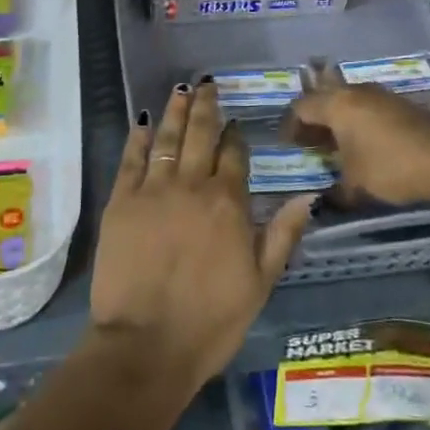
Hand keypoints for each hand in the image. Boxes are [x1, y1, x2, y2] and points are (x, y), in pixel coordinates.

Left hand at [91, 82, 313, 390]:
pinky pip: (131, 159)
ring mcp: (153, 190)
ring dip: (176, 112)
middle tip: (207, 84)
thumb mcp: (260, 282)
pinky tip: (143, 122)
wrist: (146, 345)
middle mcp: (192, 185)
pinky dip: (138, 138)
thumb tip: (308, 195)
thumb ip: (284, 233)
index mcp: (228, 202)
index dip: (236, 137)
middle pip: (201, 135)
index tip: (235, 124)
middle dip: (206, 108)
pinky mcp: (121, 201)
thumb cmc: (211, 320)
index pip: (235, 155)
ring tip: (181, 90)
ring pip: (168, 138)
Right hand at [281, 77, 429, 206]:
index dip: (290, 126)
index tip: (288, 146)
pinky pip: (366, 108)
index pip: (301, 107)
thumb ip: (335, 189)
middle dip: (313, 121)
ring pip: (347, 102)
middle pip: (323, 99)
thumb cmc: (391, 166)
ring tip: (334, 147)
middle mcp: (355, 92)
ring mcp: (380, 95)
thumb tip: (325, 199)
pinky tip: (361, 146)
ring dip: (336, 121)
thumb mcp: (356, 183)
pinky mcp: (399, 105)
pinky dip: (356, 123)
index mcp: (337, 104)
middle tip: (308, 144)